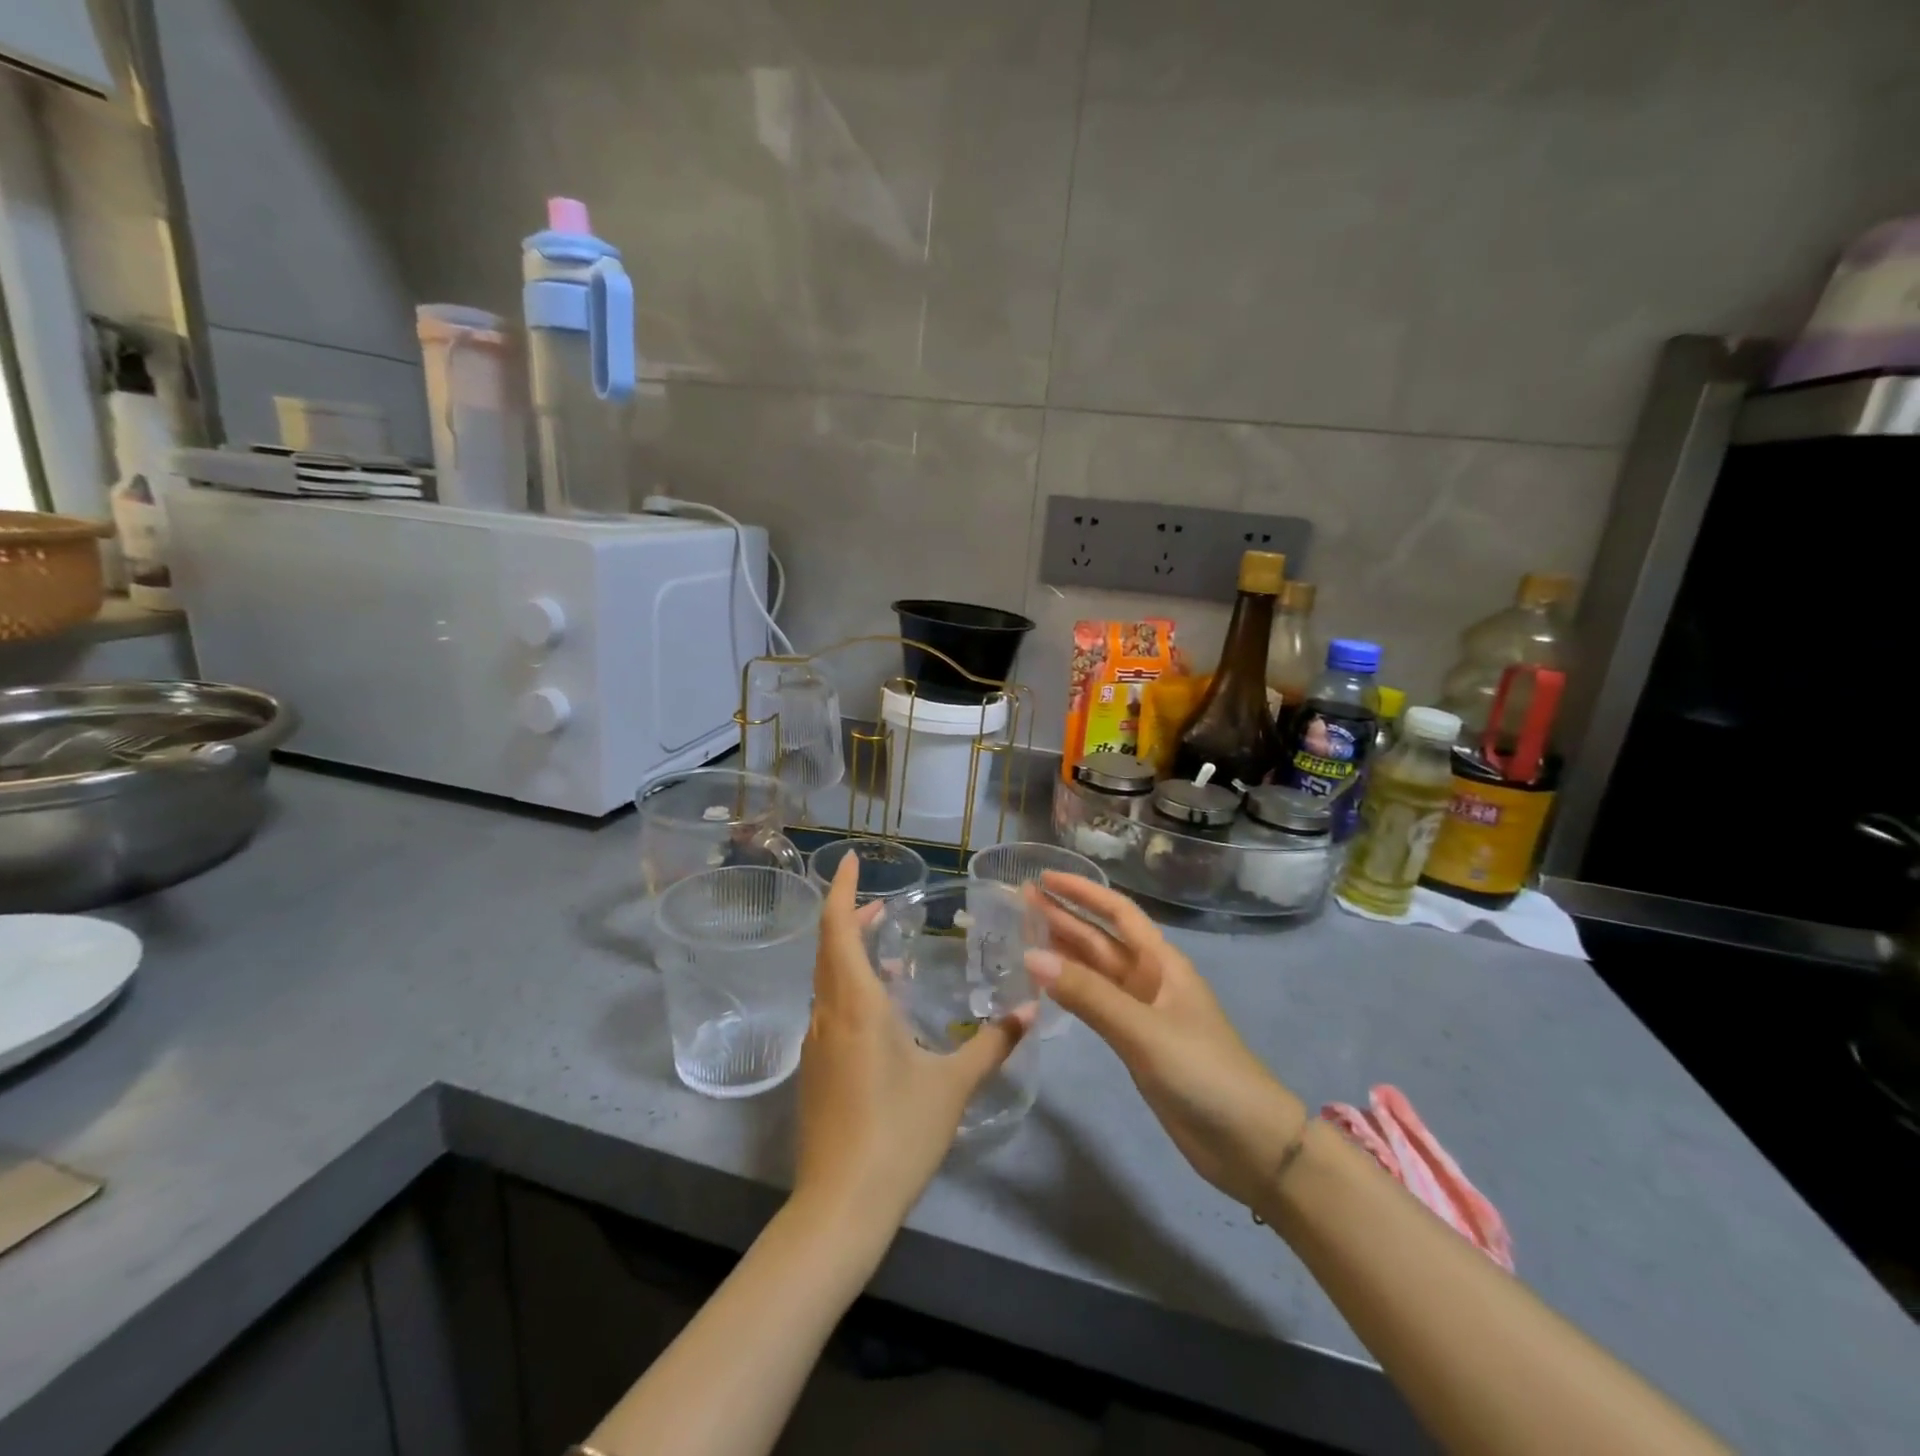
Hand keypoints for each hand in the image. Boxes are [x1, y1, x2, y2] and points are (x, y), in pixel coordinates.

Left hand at [794, 854, 1034, 1237]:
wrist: (839, 1208)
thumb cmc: (897, 1134)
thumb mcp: (953, 1086)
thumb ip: (994, 1044)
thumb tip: (1032, 1009)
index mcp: (856, 1004)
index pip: (838, 929)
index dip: (843, 891)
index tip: (850, 861)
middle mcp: (829, 1014)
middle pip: (829, 948)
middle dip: (852, 917)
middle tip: (885, 904)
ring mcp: (817, 1044)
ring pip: (827, 979)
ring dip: (850, 953)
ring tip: (888, 949)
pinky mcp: (816, 1071)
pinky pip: (830, 1008)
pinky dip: (850, 987)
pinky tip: (882, 1009)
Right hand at [1026, 873, 1307, 1210]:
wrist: (1249, 1144)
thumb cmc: (1204, 1073)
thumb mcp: (1144, 1030)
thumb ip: (1088, 995)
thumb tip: (1030, 957)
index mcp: (1162, 963)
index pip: (1117, 913)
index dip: (1082, 892)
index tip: (1044, 877)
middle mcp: (1150, 979)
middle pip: (1101, 939)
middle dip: (1064, 918)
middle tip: (1020, 902)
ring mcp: (1143, 1012)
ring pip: (1095, 972)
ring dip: (1062, 952)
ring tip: (1022, 935)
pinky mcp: (1136, 1043)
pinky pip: (1096, 1004)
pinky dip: (1071, 991)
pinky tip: (1046, 986)